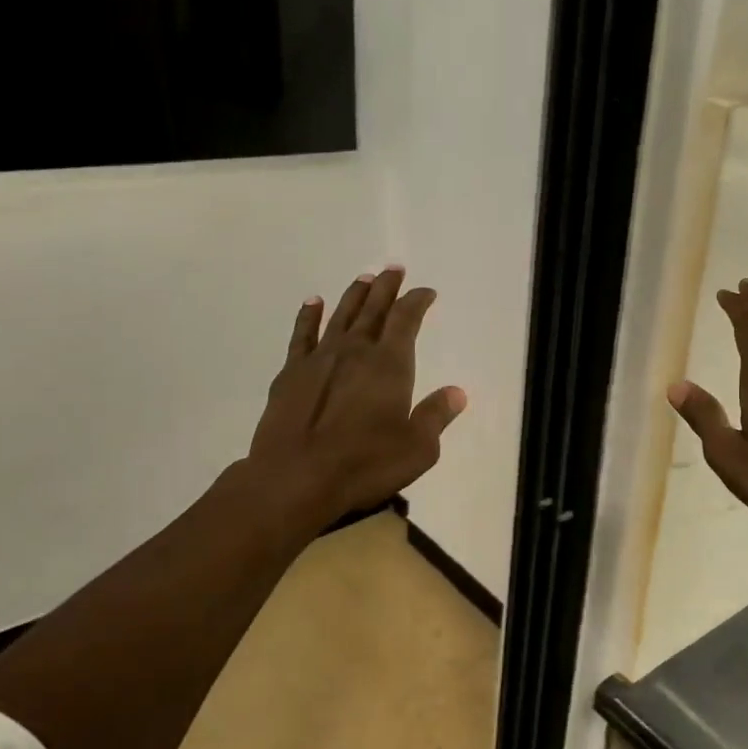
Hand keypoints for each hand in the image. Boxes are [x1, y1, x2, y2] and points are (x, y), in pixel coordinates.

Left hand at [241, 265, 466, 531]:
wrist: (295, 479)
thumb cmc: (364, 465)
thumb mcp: (417, 448)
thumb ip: (436, 416)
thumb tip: (457, 392)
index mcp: (389, 365)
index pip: (407, 320)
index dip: (417, 302)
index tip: (426, 292)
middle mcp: (355, 352)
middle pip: (374, 309)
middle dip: (386, 288)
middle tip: (394, 269)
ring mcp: (319, 360)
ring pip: (340, 316)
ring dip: (354, 295)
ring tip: (364, 278)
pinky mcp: (290, 374)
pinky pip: (302, 335)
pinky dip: (309, 316)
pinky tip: (313, 302)